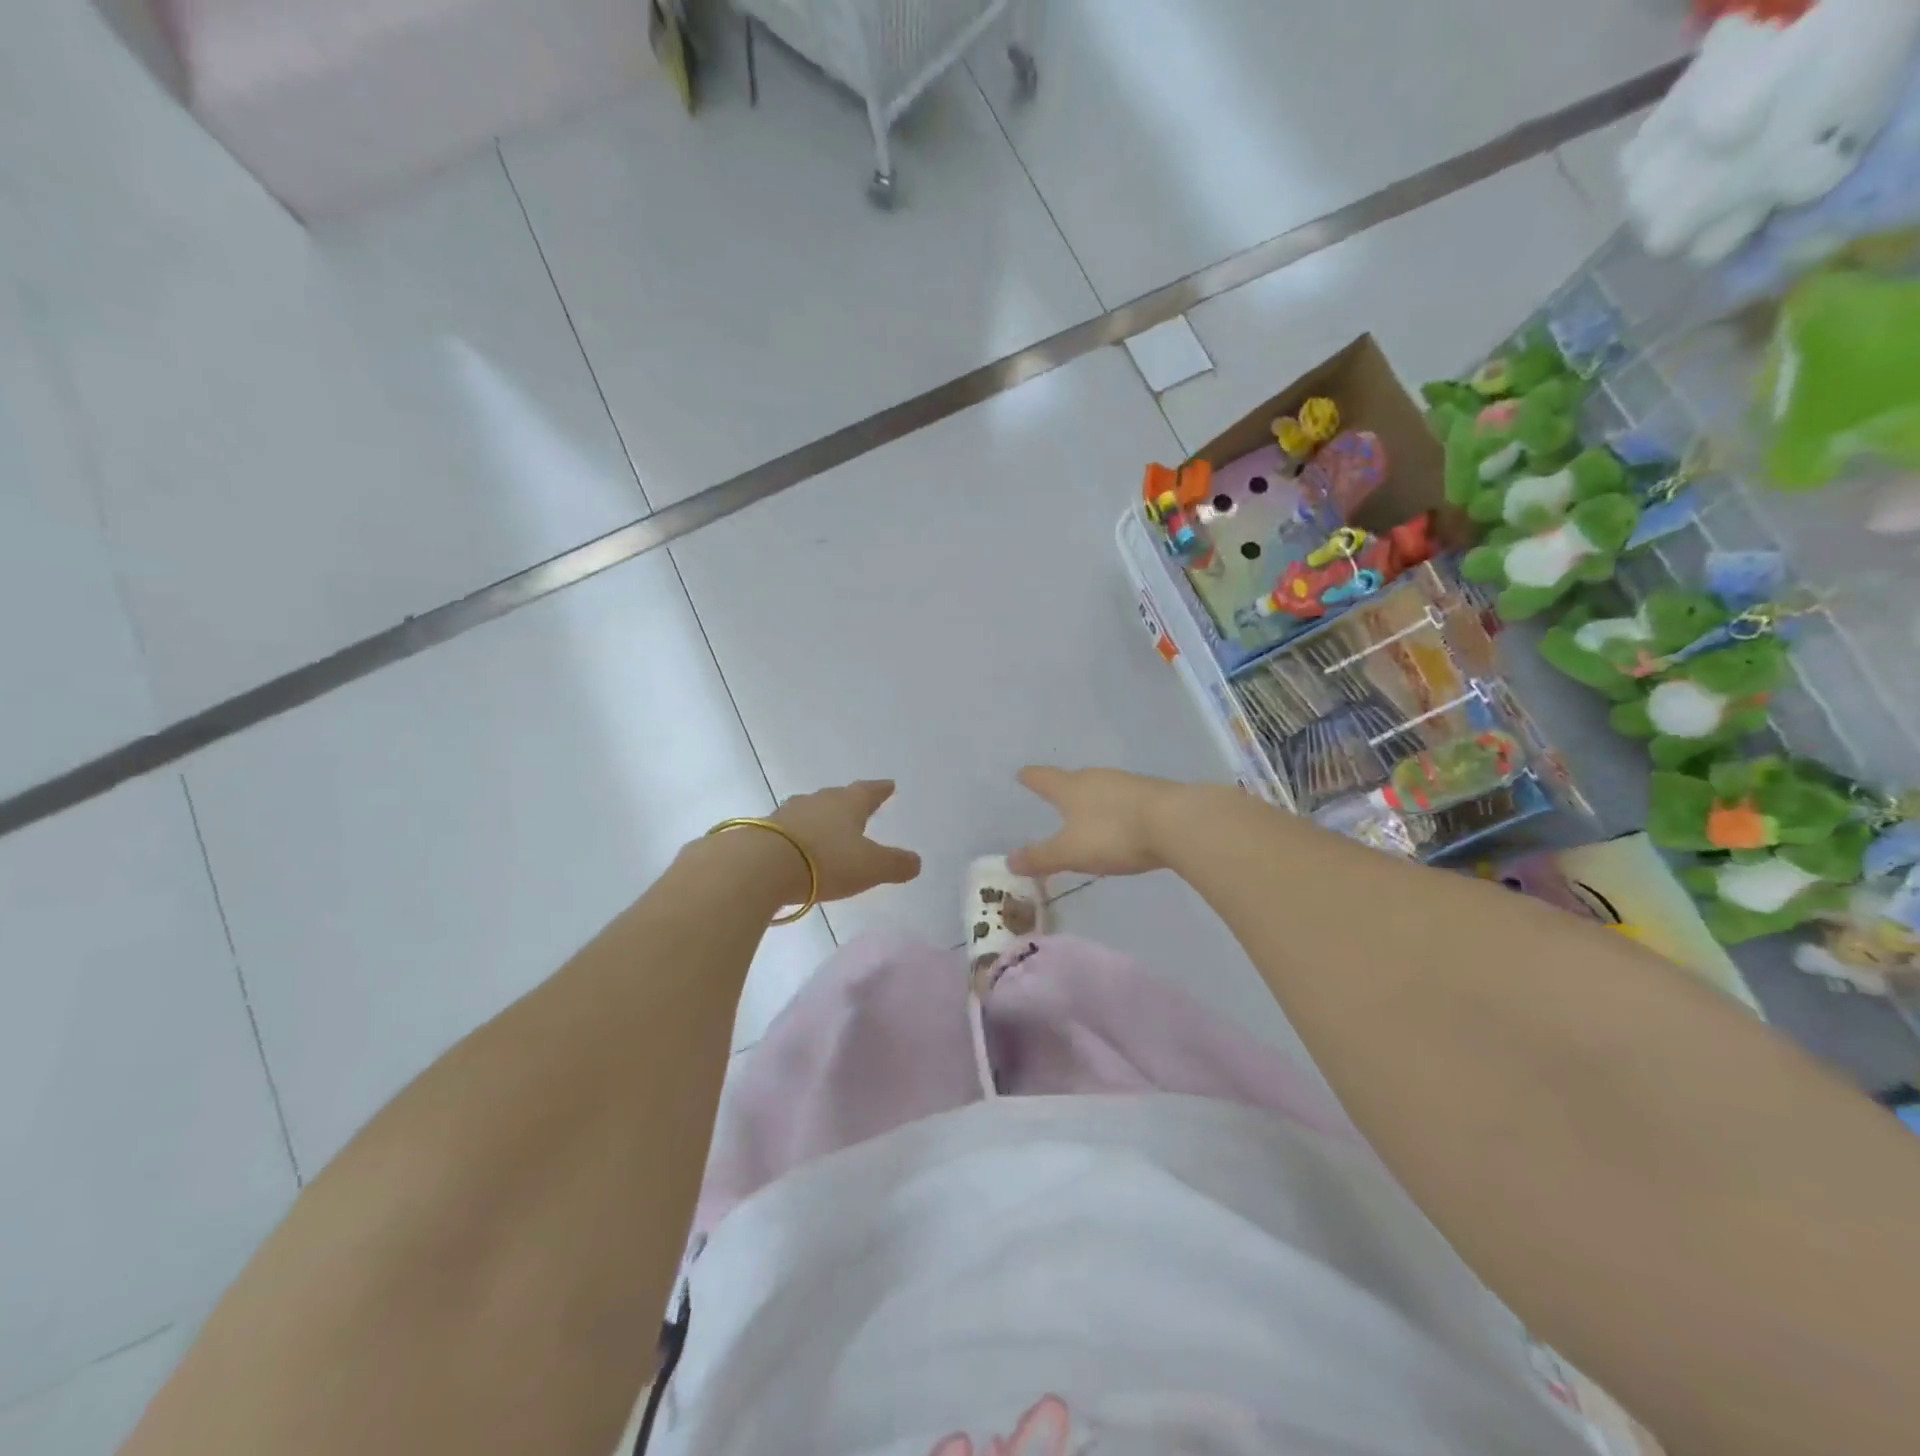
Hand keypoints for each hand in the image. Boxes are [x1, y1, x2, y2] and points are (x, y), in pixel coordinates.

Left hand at [768, 780, 921, 902]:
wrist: (760, 867)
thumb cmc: (826, 860)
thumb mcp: (871, 867)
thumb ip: (895, 864)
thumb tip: (916, 861)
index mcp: (847, 804)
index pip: (868, 791)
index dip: (880, 790)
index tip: (888, 785)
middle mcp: (817, 802)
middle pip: (836, 798)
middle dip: (847, 804)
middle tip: (856, 807)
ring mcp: (786, 815)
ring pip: (808, 812)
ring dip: (818, 820)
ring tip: (825, 830)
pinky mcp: (762, 833)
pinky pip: (786, 832)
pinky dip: (796, 838)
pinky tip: (796, 850)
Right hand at [1008, 766, 1185, 878]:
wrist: (1177, 822)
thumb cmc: (1114, 834)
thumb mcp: (1070, 852)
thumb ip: (1040, 858)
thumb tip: (1009, 861)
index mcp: (1071, 788)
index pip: (1044, 779)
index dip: (1031, 778)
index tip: (1021, 774)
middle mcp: (1097, 778)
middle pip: (1074, 779)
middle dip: (1064, 788)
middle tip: (1056, 797)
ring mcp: (1128, 783)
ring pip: (1102, 788)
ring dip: (1093, 799)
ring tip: (1088, 813)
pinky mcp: (1154, 794)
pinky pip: (1126, 799)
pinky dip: (1118, 809)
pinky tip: (1123, 822)